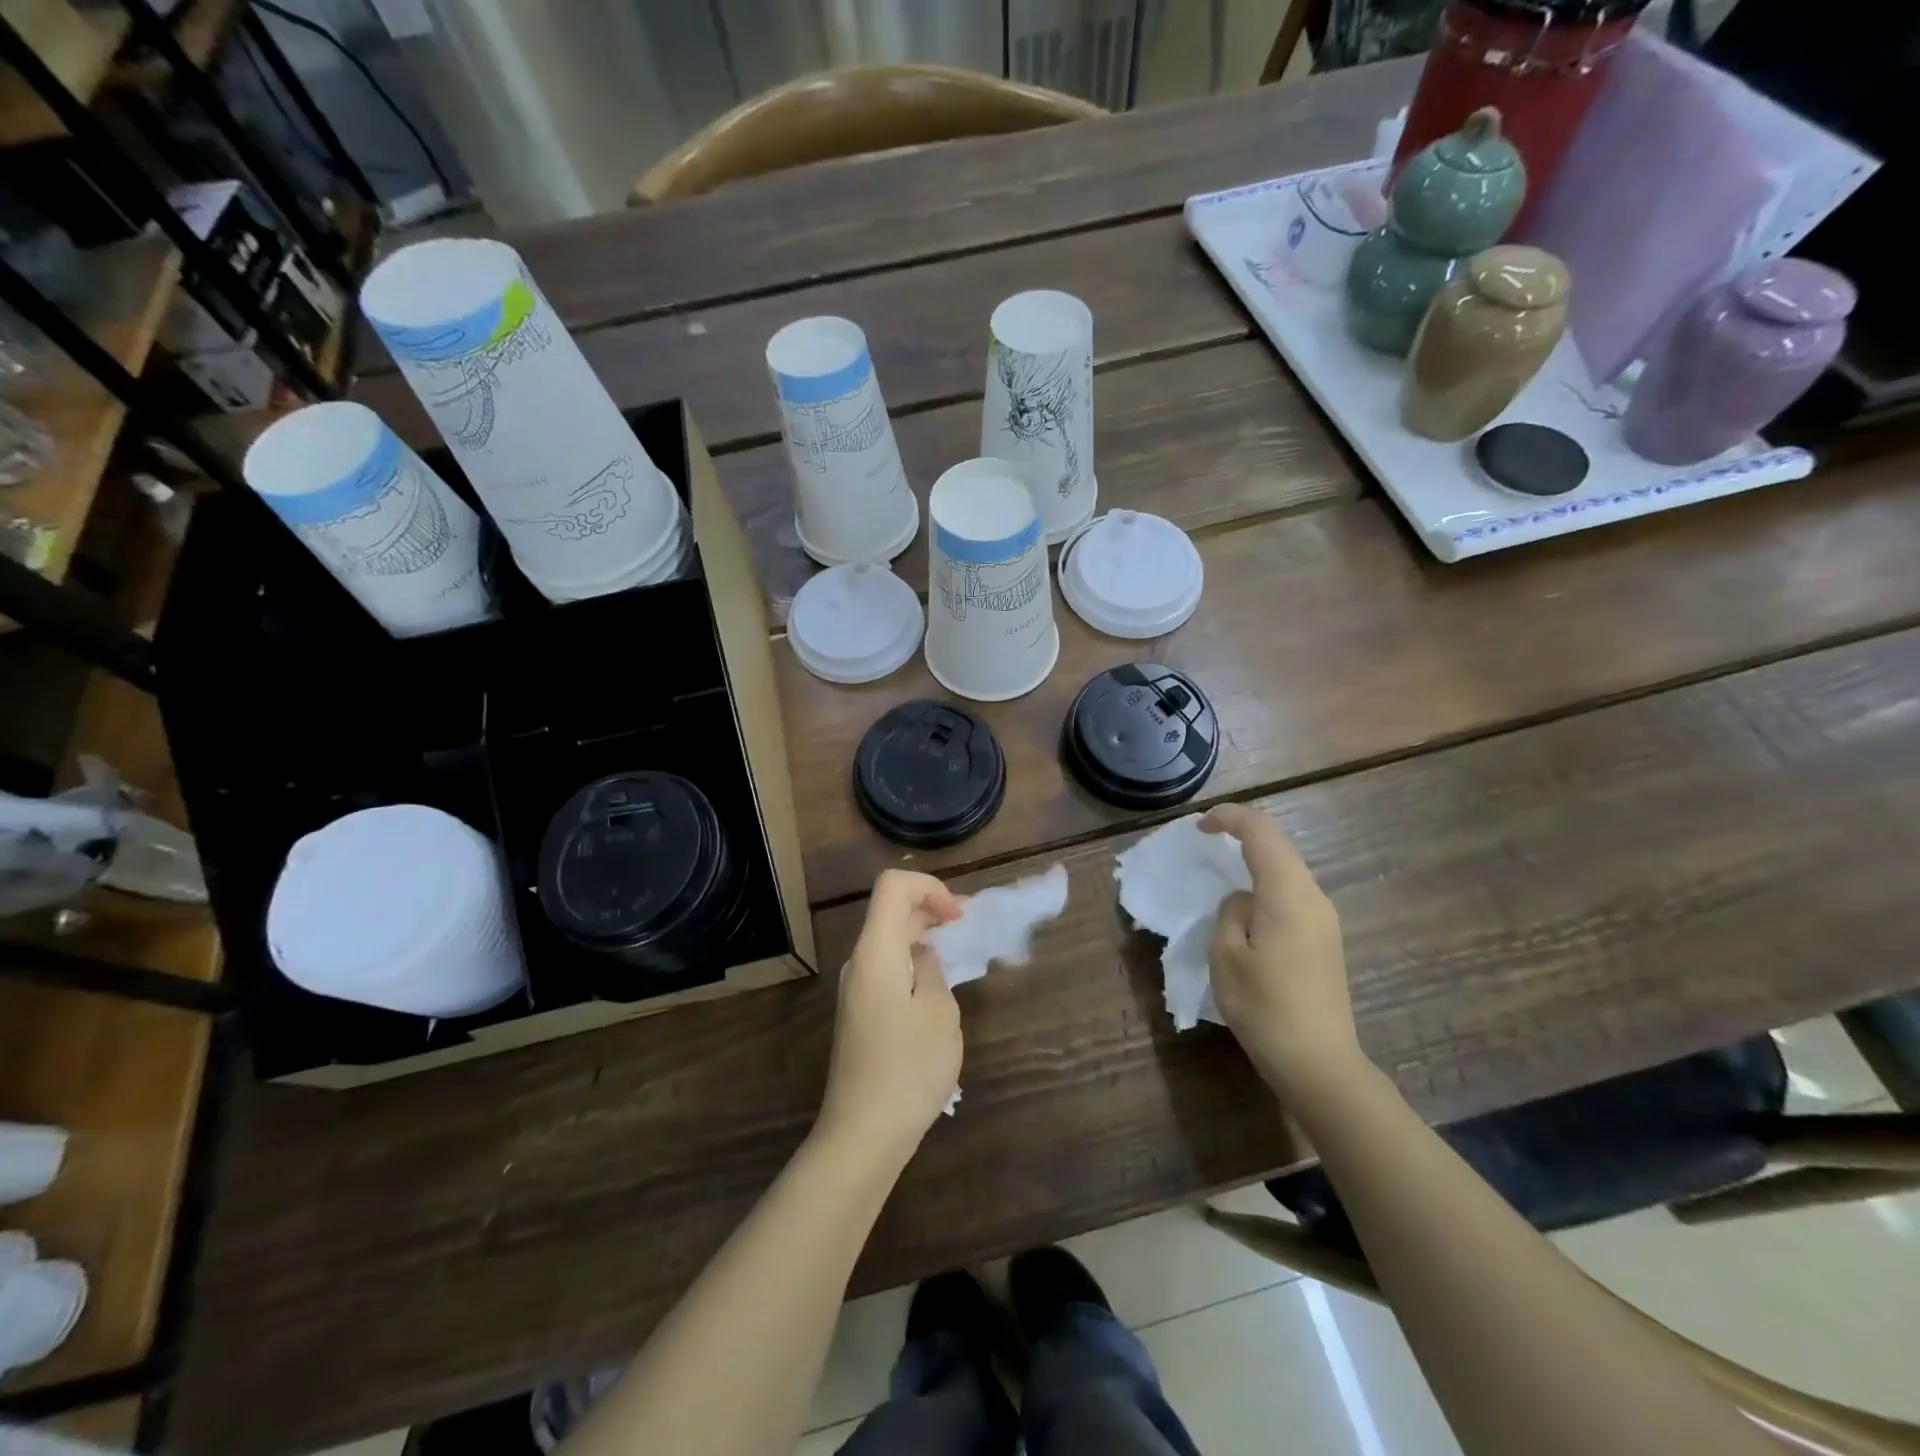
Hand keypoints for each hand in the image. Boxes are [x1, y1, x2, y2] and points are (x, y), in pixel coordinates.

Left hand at [817, 869, 965, 1161]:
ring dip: (924, 939)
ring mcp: (856, 990)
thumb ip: (933, 969)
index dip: (930, 888)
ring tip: (959, 959)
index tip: (959, 917)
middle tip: (970, 930)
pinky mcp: (860, 1014)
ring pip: (889, 942)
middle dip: (932, 910)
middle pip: (891, 912)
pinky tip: (937, 992)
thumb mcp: (939, 1012)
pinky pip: (888, 969)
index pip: (893, 886)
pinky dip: (914, 964)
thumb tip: (923, 956)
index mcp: (875, 951)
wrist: (863, 1134)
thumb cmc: (908, 1068)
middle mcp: (859, 962)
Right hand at [1201, 804, 1362, 1097]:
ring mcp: (1325, 919)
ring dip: (1256, 860)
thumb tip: (1243, 902)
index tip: (1200, 826)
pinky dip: (1267, 883)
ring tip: (1223, 871)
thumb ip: (1230, 912)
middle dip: (1243, 834)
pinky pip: (1293, 893)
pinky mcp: (1326, 939)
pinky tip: (1248, 906)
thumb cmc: (1265, 1007)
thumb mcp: (1226, 956)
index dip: (1230, 817)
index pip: (1262, 832)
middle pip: (1280, 845)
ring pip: (1288, 869)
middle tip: (1208, 841)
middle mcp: (1314, 897)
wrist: (1320, 1064)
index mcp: (1288, 894)